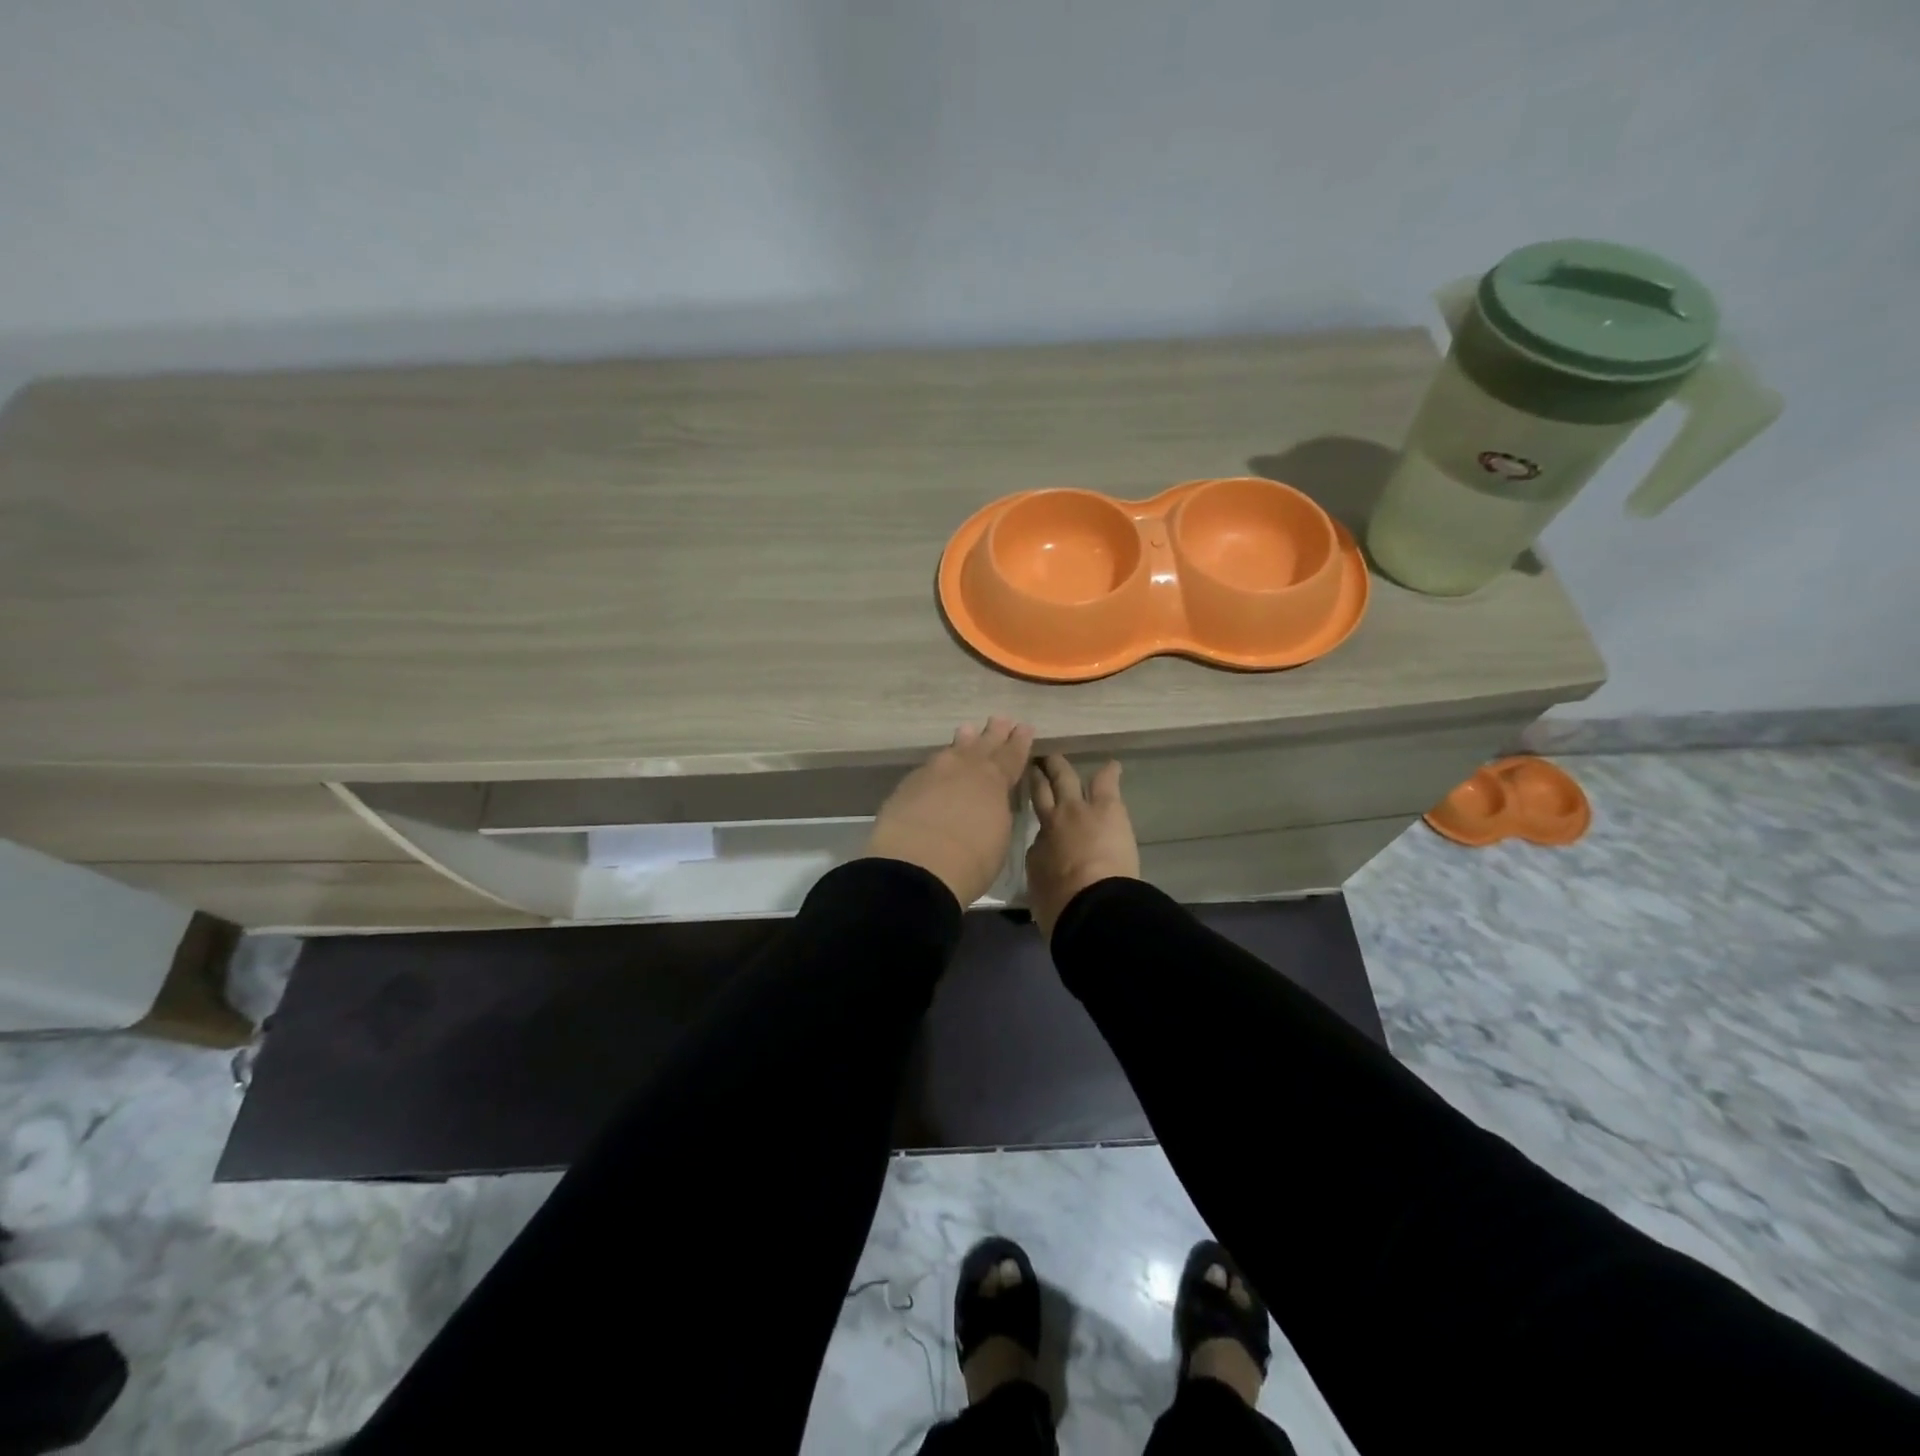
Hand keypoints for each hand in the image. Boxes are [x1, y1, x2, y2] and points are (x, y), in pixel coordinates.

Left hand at [866, 717, 1035, 907]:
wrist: (918, 864)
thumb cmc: (972, 859)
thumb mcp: (999, 835)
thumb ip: (996, 811)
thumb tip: (989, 803)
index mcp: (994, 779)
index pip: (1011, 755)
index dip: (1019, 741)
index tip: (1024, 727)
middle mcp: (964, 768)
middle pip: (982, 744)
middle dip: (993, 733)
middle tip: (999, 719)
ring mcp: (933, 772)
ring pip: (952, 750)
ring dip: (963, 740)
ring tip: (967, 730)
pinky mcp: (907, 785)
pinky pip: (929, 767)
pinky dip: (938, 764)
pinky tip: (936, 766)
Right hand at [1025, 755, 1141, 940]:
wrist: (1089, 904)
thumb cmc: (1062, 908)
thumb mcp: (1042, 891)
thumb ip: (1044, 872)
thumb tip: (1047, 863)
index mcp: (1036, 850)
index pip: (1034, 833)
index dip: (1034, 819)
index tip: (1033, 810)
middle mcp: (1050, 823)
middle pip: (1039, 793)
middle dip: (1037, 777)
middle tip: (1035, 764)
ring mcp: (1077, 810)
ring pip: (1065, 778)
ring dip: (1060, 767)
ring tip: (1057, 759)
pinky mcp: (1106, 807)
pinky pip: (1105, 782)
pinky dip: (1109, 773)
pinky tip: (1112, 765)